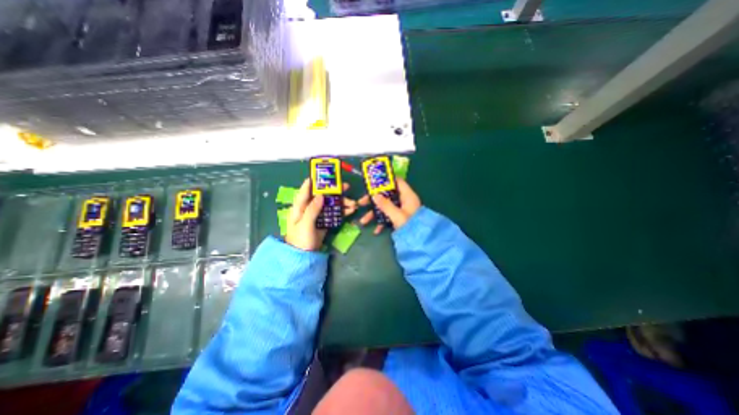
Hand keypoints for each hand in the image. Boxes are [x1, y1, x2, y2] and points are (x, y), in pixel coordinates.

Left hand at [286, 177, 358, 249]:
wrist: (304, 257)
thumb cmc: (300, 240)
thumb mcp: (305, 224)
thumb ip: (312, 210)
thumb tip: (321, 195)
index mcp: (300, 207)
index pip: (306, 191)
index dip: (313, 181)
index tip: (323, 174)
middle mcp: (309, 209)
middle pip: (322, 196)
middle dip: (335, 191)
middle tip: (347, 187)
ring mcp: (318, 216)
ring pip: (331, 205)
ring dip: (342, 203)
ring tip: (354, 203)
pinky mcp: (325, 222)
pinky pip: (334, 214)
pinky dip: (342, 212)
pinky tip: (351, 211)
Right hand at [358, 178, 420, 234]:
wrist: (420, 242)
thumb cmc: (410, 226)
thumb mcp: (397, 215)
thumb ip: (385, 205)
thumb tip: (374, 195)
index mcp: (407, 196)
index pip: (397, 182)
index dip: (386, 180)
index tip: (373, 183)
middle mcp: (404, 201)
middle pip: (387, 195)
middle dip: (373, 200)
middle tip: (361, 203)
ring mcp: (401, 210)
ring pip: (385, 207)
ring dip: (374, 214)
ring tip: (363, 221)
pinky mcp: (399, 218)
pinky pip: (388, 216)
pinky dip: (382, 222)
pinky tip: (376, 231)